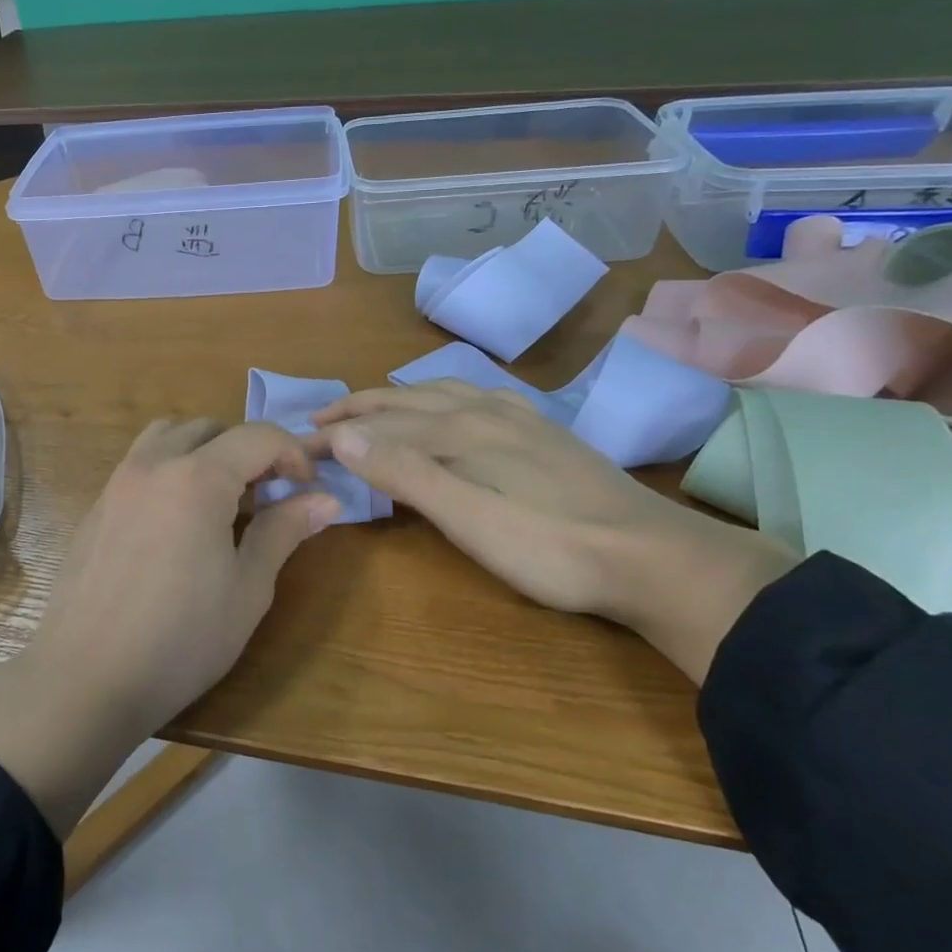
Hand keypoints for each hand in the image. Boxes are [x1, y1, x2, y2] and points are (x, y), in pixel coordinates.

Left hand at [0, 419, 336, 834]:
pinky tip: (177, 523)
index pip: (258, 437)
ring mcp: (117, 483)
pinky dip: (170, 469)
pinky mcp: (96, 506)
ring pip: (168, 436)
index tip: (307, 490)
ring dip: (203, 451)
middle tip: (266, 496)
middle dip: (248, 450)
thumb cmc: (180, 639)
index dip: (293, 455)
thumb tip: (326, 499)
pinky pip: (139, 463)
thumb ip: (284, 531)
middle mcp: (154, 464)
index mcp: (198, 478)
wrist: (85, 678)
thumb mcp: (247, 589)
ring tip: (220, 500)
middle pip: (211, 428)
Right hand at [305, 380, 797, 682]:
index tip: (297, 447)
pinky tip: (451, 406)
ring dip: (396, 399)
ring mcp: (517, 417)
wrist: (654, 558)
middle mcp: (484, 410)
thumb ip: (407, 474)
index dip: (336, 436)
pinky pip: (474, 397)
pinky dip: (441, 397)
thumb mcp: (470, 520)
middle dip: (358, 410)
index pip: (380, 425)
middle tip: (317, 423)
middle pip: (406, 401)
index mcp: (461, 430)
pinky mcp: (541, 431)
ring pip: (440, 393)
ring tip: (370, 409)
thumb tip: (345, 436)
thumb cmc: (552, 549)